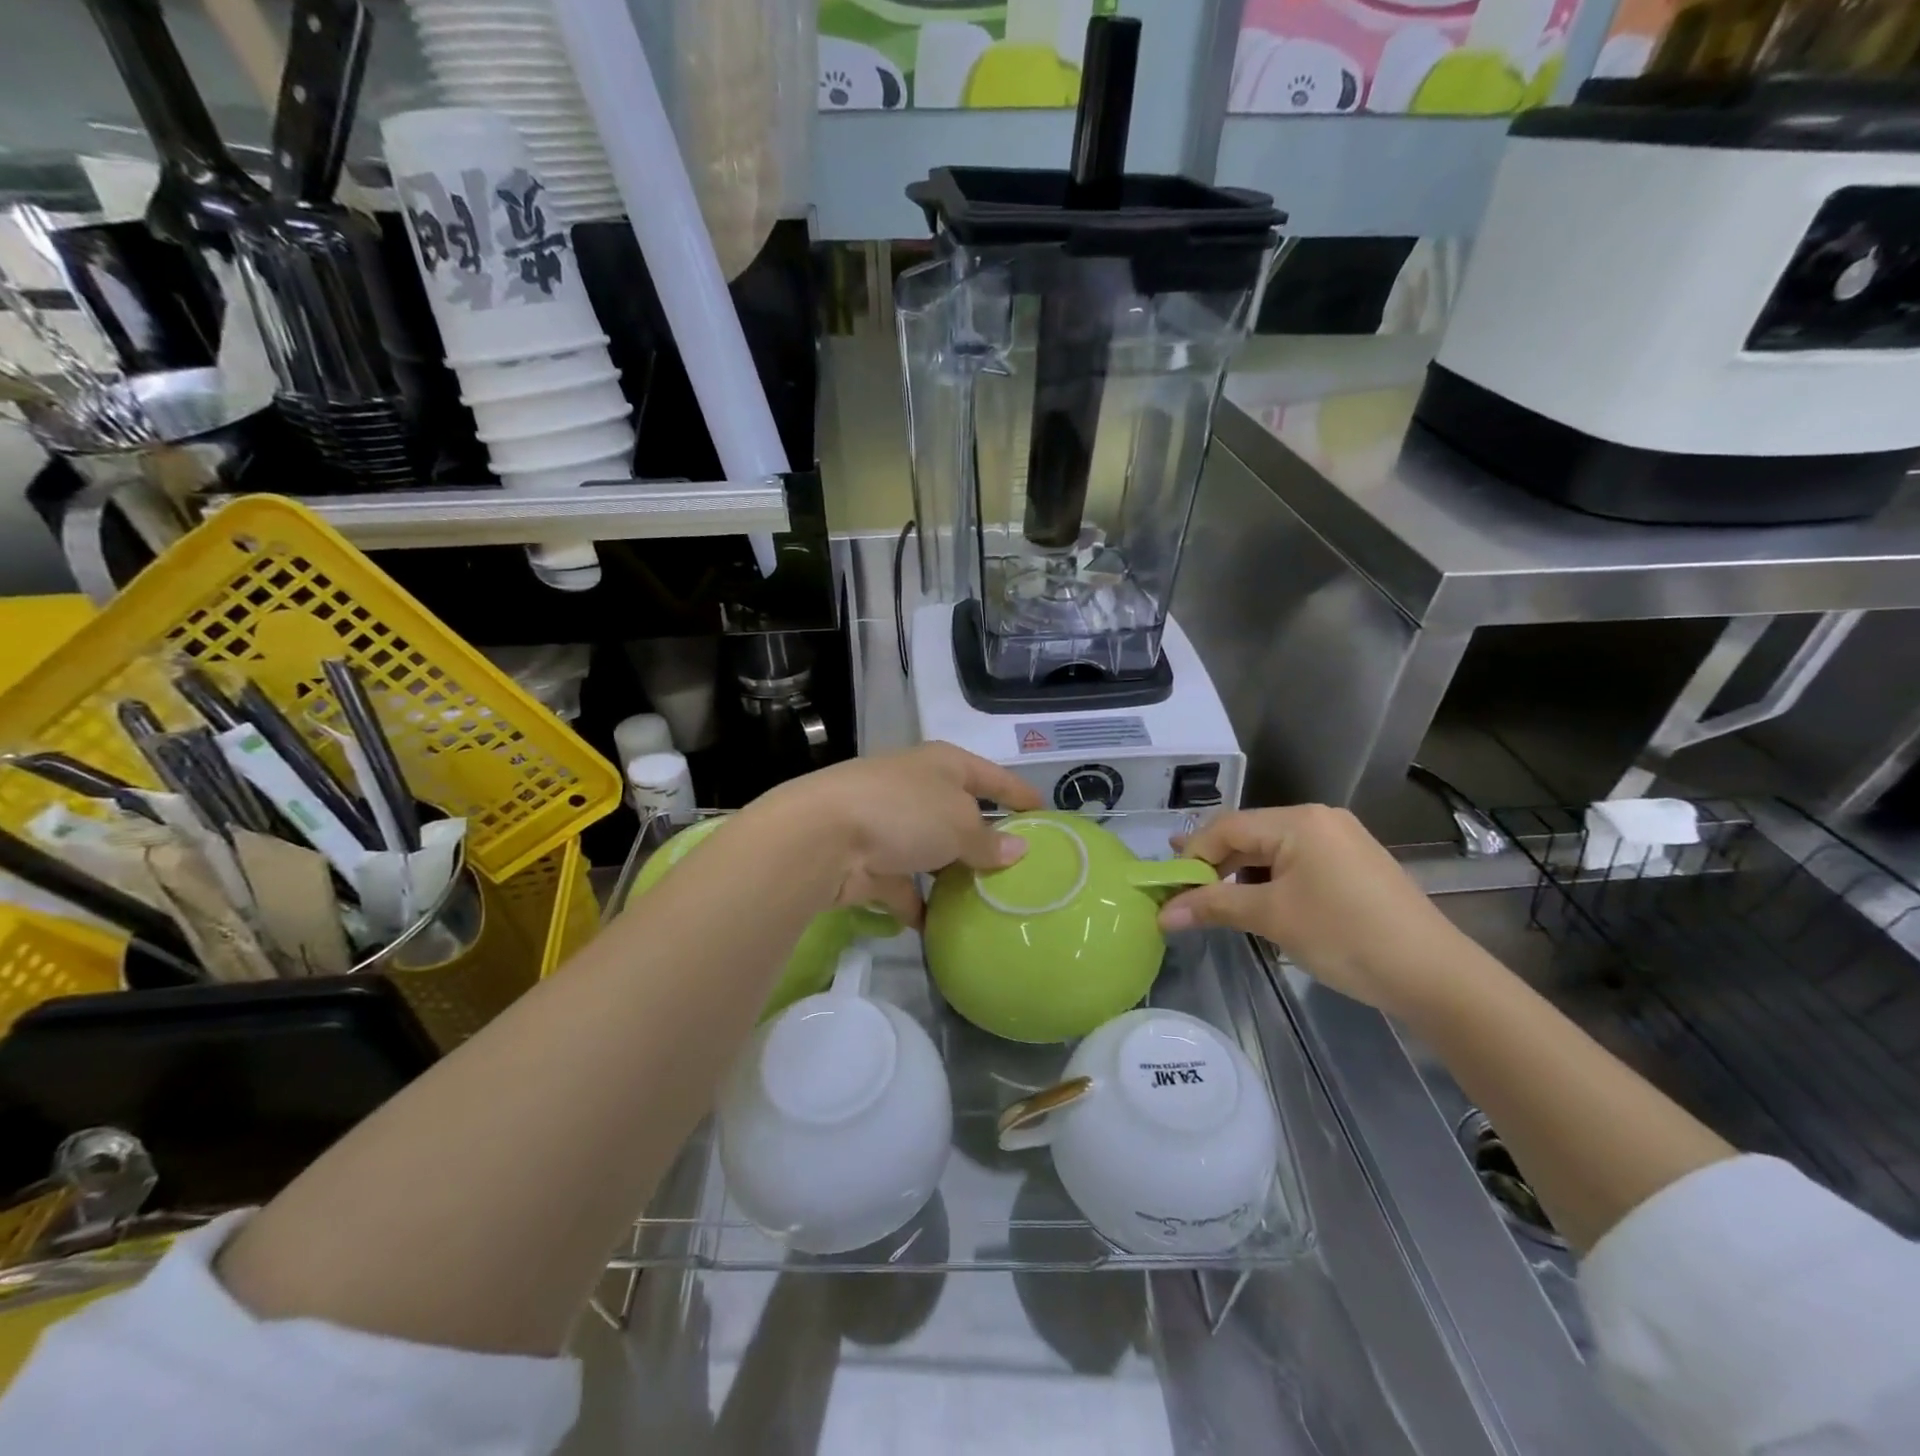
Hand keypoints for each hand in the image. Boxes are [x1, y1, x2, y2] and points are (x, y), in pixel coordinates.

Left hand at [751, 743, 1040, 926]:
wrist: (823, 837)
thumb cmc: (904, 813)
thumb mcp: (959, 824)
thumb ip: (989, 841)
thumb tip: (1017, 850)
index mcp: (943, 765)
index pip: (992, 776)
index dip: (1020, 793)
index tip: (1047, 814)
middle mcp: (916, 789)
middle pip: (960, 815)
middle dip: (984, 842)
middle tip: (1019, 872)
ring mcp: (889, 826)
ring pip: (931, 853)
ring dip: (951, 876)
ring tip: (986, 903)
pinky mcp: (869, 862)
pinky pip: (902, 887)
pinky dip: (918, 906)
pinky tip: (940, 928)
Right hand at [1157, 805, 1472, 1014]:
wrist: (1435, 976)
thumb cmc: (1345, 936)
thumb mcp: (1272, 918)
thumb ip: (1213, 906)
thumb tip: (1163, 915)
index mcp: (1298, 821)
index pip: (1227, 828)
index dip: (1192, 856)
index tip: (1169, 888)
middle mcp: (1319, 819)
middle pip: (1249, 835)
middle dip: (1214, 864)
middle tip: (1181, 891)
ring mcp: (1340, 840)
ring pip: (1271, 850)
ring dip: (1240, 874)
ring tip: (1214, 900)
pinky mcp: (1353, 864)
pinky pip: (1296, 863)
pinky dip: (1270, 881)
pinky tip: (1258, 903)